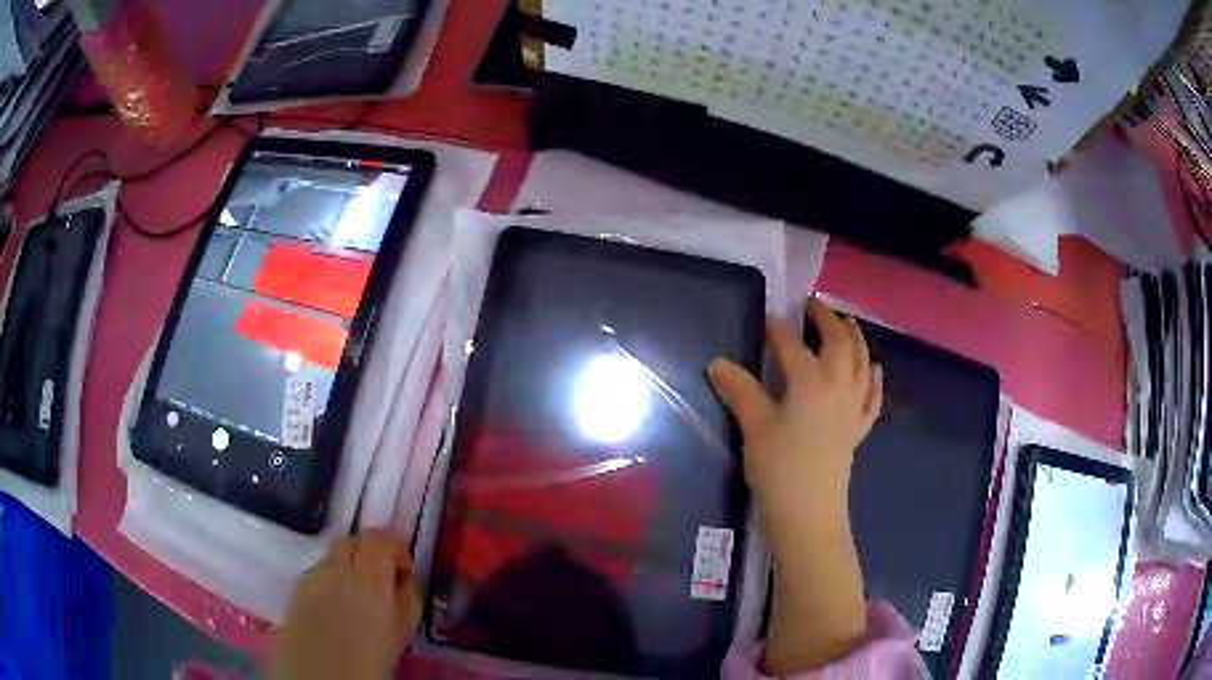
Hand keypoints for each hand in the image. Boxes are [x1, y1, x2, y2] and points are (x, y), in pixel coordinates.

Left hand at [269, 530, 421, 679]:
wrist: (320, 678)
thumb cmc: (371, 661)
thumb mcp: (403, 632)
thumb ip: (407, 598)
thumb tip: (405, 578)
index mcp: (369, 575)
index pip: (380, 536)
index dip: (395, 547)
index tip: (403, 570)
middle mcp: (336, 567)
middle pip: (351, 541)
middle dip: (368, 554)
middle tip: (381, 582)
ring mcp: (311, 577)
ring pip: (332, 559)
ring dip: (347, 570)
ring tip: (357, 602)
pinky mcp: (295, 591)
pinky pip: (317, 576)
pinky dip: (329, 585)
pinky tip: (336, 613)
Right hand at [709, 298, 882, 672]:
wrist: (809, 514)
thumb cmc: (779, 469)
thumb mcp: (755, 427)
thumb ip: (740, 391)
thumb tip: (718, 363)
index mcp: (811, 382)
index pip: (794, 346)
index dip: (780, 330)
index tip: (768, 318)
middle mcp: (839, 387)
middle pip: (838, 344)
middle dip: (827, 321)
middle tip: (814, 305)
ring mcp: (854, 408)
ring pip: (861, 363)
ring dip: (855, 339)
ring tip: (847, 323)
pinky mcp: (859, 429)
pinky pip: (872, 397)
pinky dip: (874, 379)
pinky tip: (875, 368)